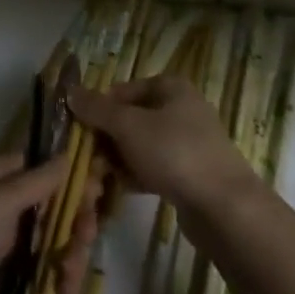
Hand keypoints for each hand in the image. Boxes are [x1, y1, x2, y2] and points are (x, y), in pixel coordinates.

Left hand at [0, 152, 97, 293]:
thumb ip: (37, 180)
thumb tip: (67, 153)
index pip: (35, 164)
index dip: (65, 171)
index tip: (97, 180)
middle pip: (49, 203)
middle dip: (73, 216)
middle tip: (86, 231)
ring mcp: (2, 247)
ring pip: (51, 239)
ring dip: (69, 252)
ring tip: (70, 274)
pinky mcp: (6, 284)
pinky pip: (42, 271)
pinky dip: (57, 277)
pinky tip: (63, 290)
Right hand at [67, 76, 261, 214]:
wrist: (224, 206)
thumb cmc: (173, 153)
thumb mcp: (128, 126)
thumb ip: (97, 110)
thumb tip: (70, 92)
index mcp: (170, 87)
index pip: (123, 90)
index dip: (99, 109)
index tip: (80, 133)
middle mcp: (181, 108)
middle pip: (131, 119)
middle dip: (107, 140)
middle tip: (88, 163)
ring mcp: (188, 142)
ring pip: (141, 146)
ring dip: (118, 161)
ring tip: (100, 181)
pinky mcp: (191, 173)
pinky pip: (155, 167)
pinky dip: (137, 176)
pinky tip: (122, 190)